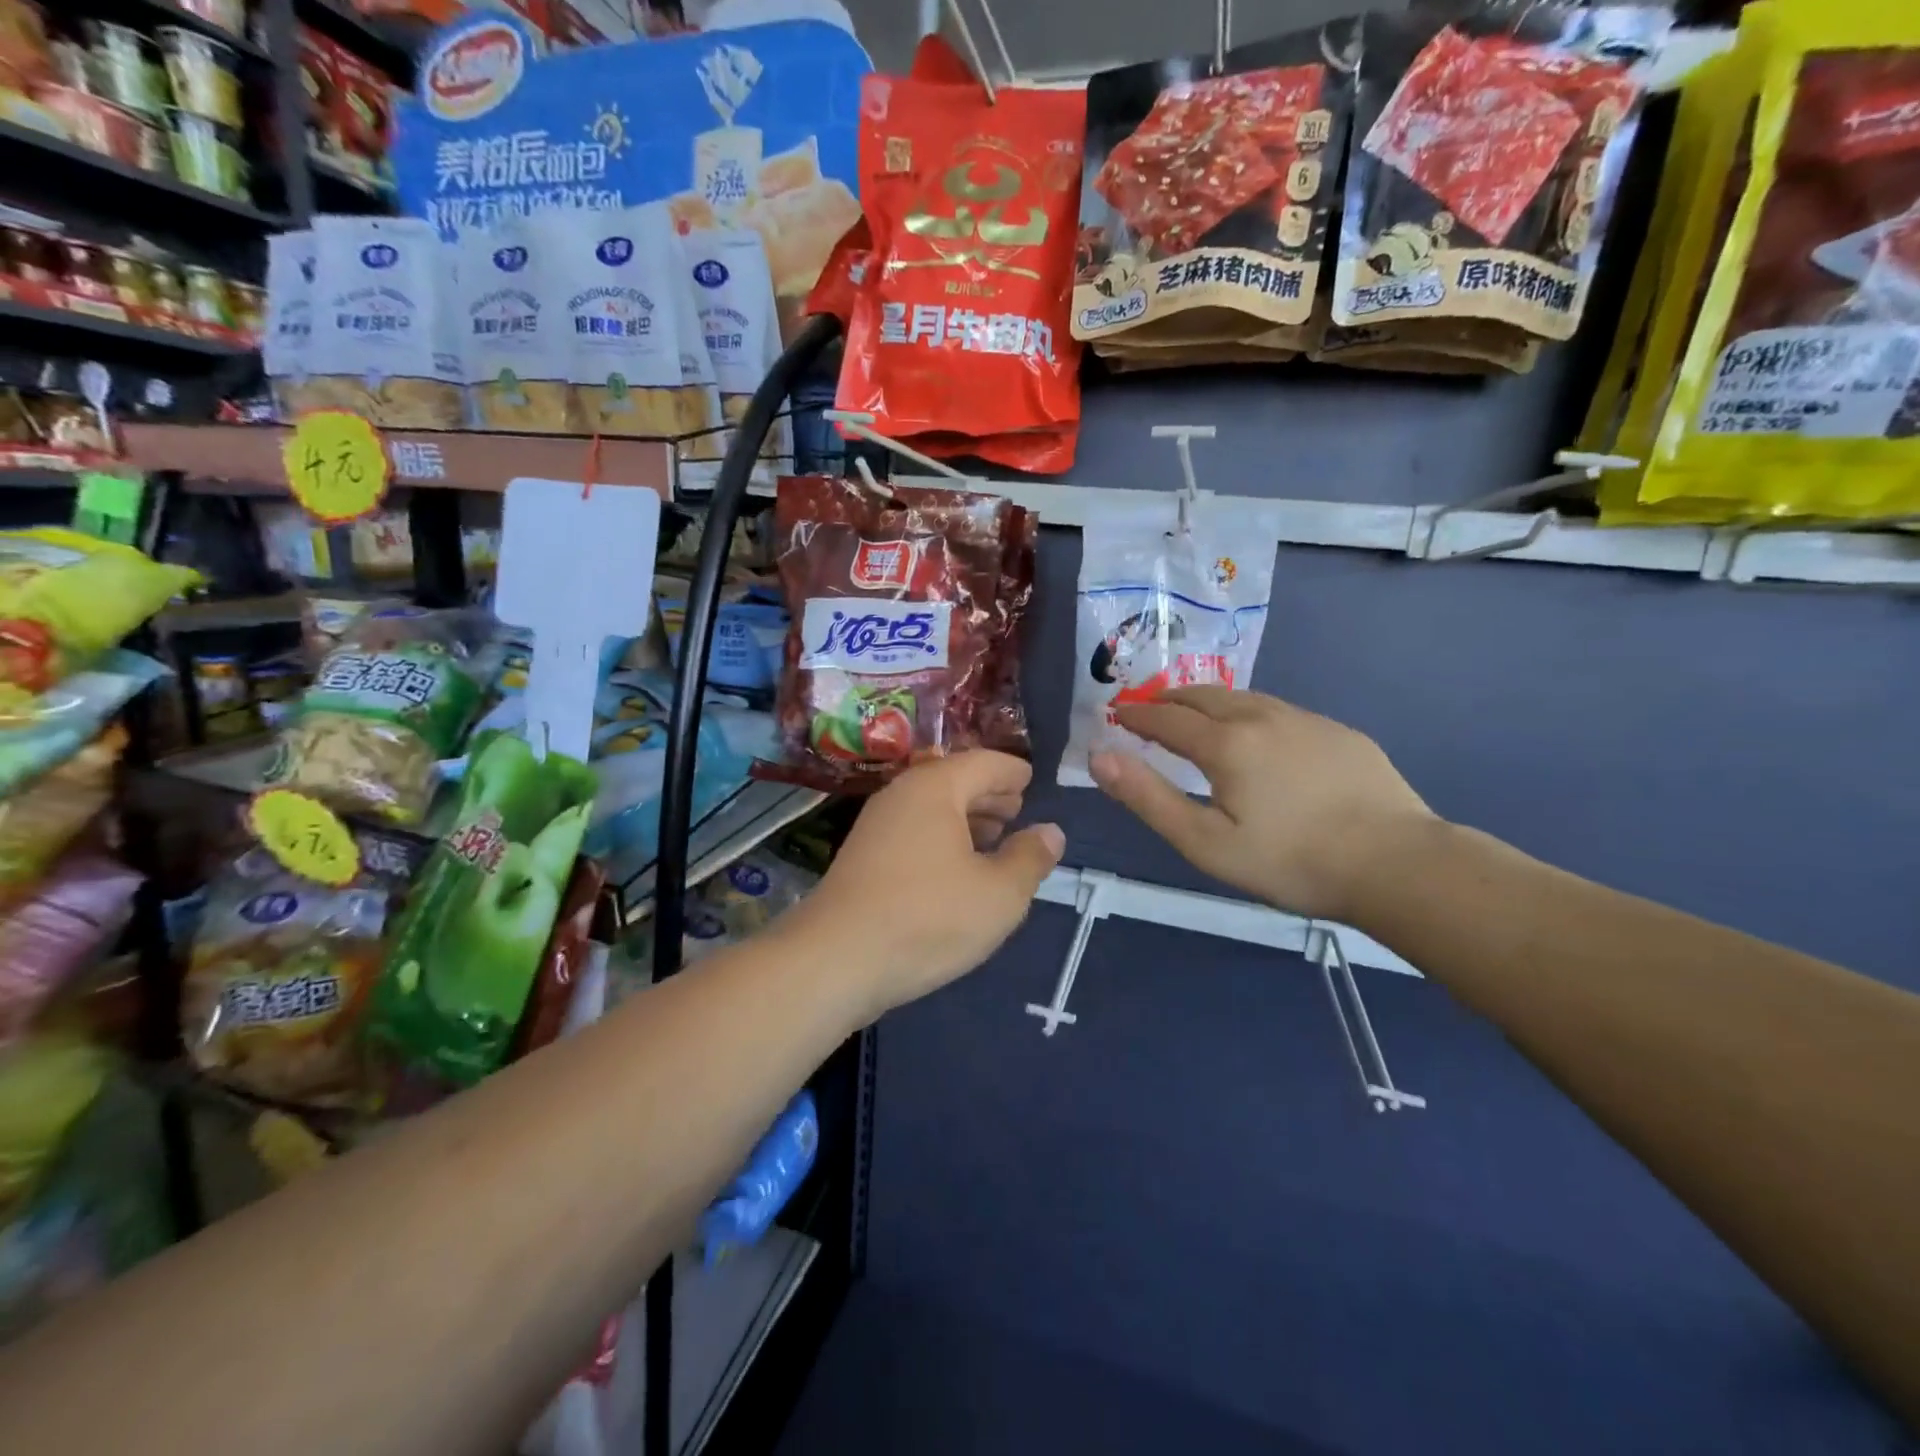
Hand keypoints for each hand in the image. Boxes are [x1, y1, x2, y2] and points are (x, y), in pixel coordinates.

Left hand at [795, 751, 1064, 1019]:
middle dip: (990, 794)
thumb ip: (1030, 858)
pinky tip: (956, 868)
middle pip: (955, 780)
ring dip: (966, 817)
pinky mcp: (863, 856)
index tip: (1032, 781)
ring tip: (994, 837)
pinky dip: (942, 837)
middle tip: (1019, 809)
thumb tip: (1050, 832)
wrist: (836, 960)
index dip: (1013, 772)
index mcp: (936, 787)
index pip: (984, 762)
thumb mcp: (999, 894)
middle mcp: (902, 794)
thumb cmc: (928, 918)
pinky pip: (914, 831)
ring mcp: (877, 825)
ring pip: (932, 807)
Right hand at [1089, 687, 1433, 922]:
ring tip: (1195, 716)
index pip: (1166, 718)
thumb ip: (1149, 797)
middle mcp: (1261, 717)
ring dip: (1208, 702)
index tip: (1116, 714)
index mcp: (1225, 743)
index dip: (1136, 715)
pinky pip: (1278, 710)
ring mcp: (1305, 720)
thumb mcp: (1205, 842)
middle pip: (1203, 696)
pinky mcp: (1338, 732)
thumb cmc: (1290, 861)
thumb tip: (1100, 756)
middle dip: (1168, 701)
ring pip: (1243, 697)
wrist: (1398, 864)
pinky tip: (1257, 735)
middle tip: (1149, 712)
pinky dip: (1248, 712)